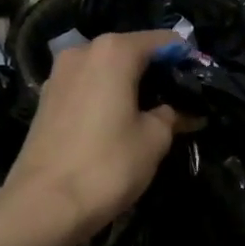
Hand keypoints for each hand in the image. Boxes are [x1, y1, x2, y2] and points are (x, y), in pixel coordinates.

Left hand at [0, 30, 191, 245]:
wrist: (44, 204)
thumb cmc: (108, 165)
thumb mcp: (154, 140)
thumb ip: (171, 116)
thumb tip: (179, 111)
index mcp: (113, 51)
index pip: (162, 41)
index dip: (185, 59)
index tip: (200, 81)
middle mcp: (82, 52)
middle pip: (130, 52)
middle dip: (155, 73)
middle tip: (179, 100)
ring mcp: (59, 75)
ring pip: (105, 71)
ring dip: (129, 86)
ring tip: (150, 114)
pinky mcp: (46, 100)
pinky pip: (86, 88)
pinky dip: (105, 97)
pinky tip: (117, 122)